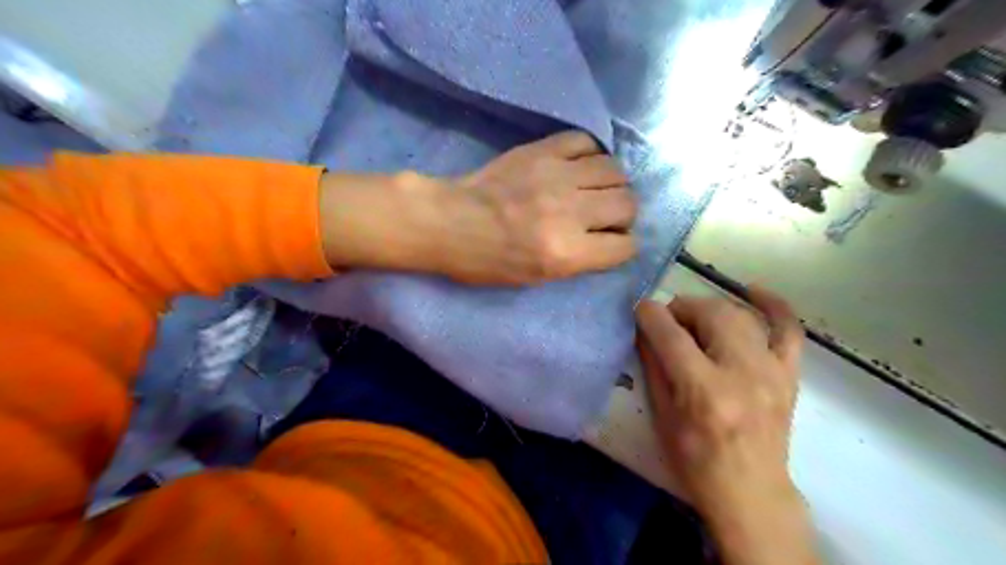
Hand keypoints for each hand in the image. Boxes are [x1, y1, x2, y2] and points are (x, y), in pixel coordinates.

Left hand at [317, 131, 631, 283]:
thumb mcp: (537, 277)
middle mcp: (569, 212)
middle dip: (623, 215)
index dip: (623, 247)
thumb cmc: (488, 260)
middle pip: (628, 204)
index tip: (613, 243)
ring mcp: (557, 175)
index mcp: (566, 253)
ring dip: (612, 183)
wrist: (450, 222)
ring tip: (595, 189)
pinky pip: (586, 142)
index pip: (624, 246)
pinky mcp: (542, 150)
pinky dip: (590, 154)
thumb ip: (579, 260)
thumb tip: (610, 239)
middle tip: (606, 216)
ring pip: (615, 170)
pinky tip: (579, 166)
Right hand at [636, 287, 816, 564]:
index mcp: (703, 390)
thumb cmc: (696, 461)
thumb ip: (654, 366)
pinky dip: (773, 306)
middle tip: (667, 319)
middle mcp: (741, 373)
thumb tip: (644, 330)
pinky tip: (754, 291)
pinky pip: (789, 330)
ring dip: (710, 307)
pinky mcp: (788, 376)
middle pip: (710, 314)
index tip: (639, 309)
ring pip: (740, 316)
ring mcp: (771, 372)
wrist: (751, 494)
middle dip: (682, 307)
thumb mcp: (662, 416)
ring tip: (694, 317)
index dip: (650, 314)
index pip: (671, 334)